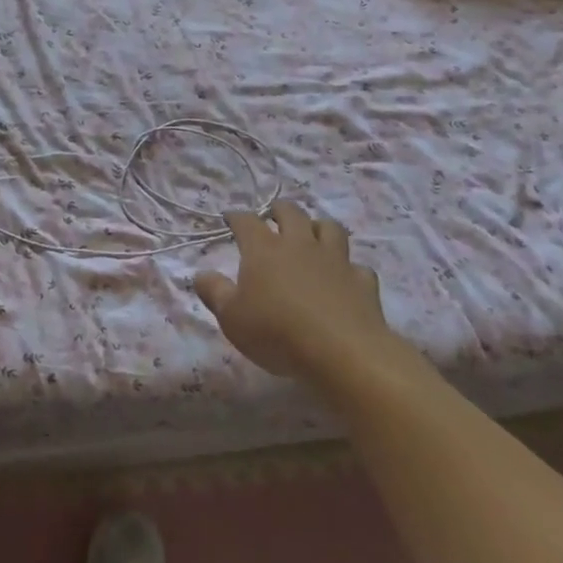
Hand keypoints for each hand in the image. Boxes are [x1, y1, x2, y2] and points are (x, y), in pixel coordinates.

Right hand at [194, 201, 401, 381]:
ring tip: (312, 235)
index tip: (230, 218)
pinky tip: (344, 278)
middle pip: (291, 212)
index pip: (246, 221)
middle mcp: (299, 245)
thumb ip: (214, 292)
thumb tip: (200, 274)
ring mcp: (335, 260)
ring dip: (318, 227)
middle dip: (279, 210)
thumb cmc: (277, 332)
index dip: (236, 216)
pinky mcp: (363, 282)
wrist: (343, 353)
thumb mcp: (232, 318)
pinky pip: (357, 266)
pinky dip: (349, 268)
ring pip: (329, 228)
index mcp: (264, 249)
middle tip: (273, 215)